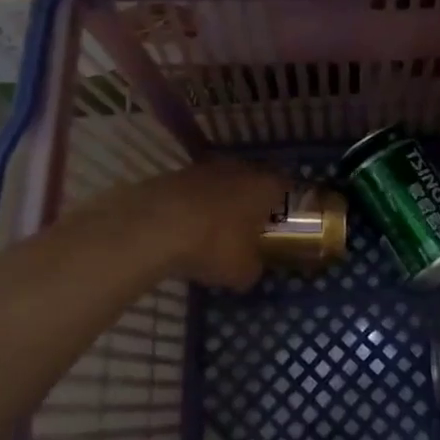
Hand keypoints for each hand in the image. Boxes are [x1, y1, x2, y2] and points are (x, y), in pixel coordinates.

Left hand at [151, 160, 291, 290]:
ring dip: (220, 203)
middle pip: (252, 183)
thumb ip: (254, 267)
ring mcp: (205, 168)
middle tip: (248, 229)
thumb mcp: (242, 272)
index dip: (284, 206)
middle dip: (251, 203)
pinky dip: (194, 206)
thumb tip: (251, 267)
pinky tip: (185, 228)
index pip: (285, 188)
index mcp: (265, 186)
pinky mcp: (175, 174)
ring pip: (222, 184)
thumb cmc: (213, 245)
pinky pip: (194, 191)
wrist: (154, 226)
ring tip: (213, 231)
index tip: (279, 225)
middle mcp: (239, 169)